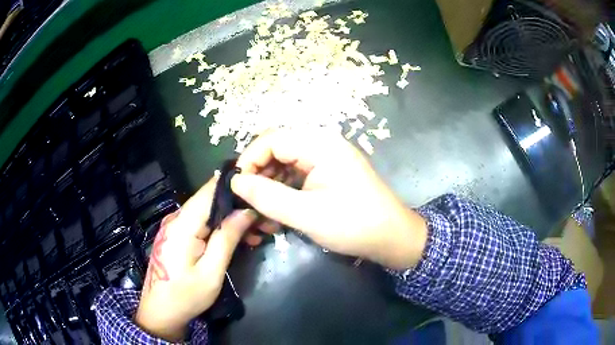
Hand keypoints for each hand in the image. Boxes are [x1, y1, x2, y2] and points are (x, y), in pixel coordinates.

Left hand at [135, 177, 256, 341]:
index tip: (260, 193)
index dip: (235, 186)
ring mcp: (175, 226)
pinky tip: (238, 239)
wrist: (160, 311)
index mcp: (183, 224)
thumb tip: (246, 211)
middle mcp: (177, 218)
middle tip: (265, 221)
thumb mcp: (211, 272)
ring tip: (257, 232)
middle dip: (239, 206)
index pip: (210, 190)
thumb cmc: (185, 296)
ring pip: (209, 211)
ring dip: (232, 218)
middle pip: (211, 200)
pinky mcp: (177, 235)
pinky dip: (221, 227)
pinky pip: (202, 223)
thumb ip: (226, 239)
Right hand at [231, 129, 427, 269]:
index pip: (271, 139)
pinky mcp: (329, 173)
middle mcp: (323, 144)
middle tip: (247, 203)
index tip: (236, 187)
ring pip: (285, 164)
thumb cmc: (354, 225)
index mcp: (320, 144)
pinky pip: (298, 176)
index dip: (249, 160)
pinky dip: (284, 192)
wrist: (393, 238)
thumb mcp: (306, 214)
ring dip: (270, 187)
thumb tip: (235, 182)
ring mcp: (327, 158)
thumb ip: (267, 196)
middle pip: (277, 150)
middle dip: (259, 175)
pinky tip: (278, 213)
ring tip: (261, 213)